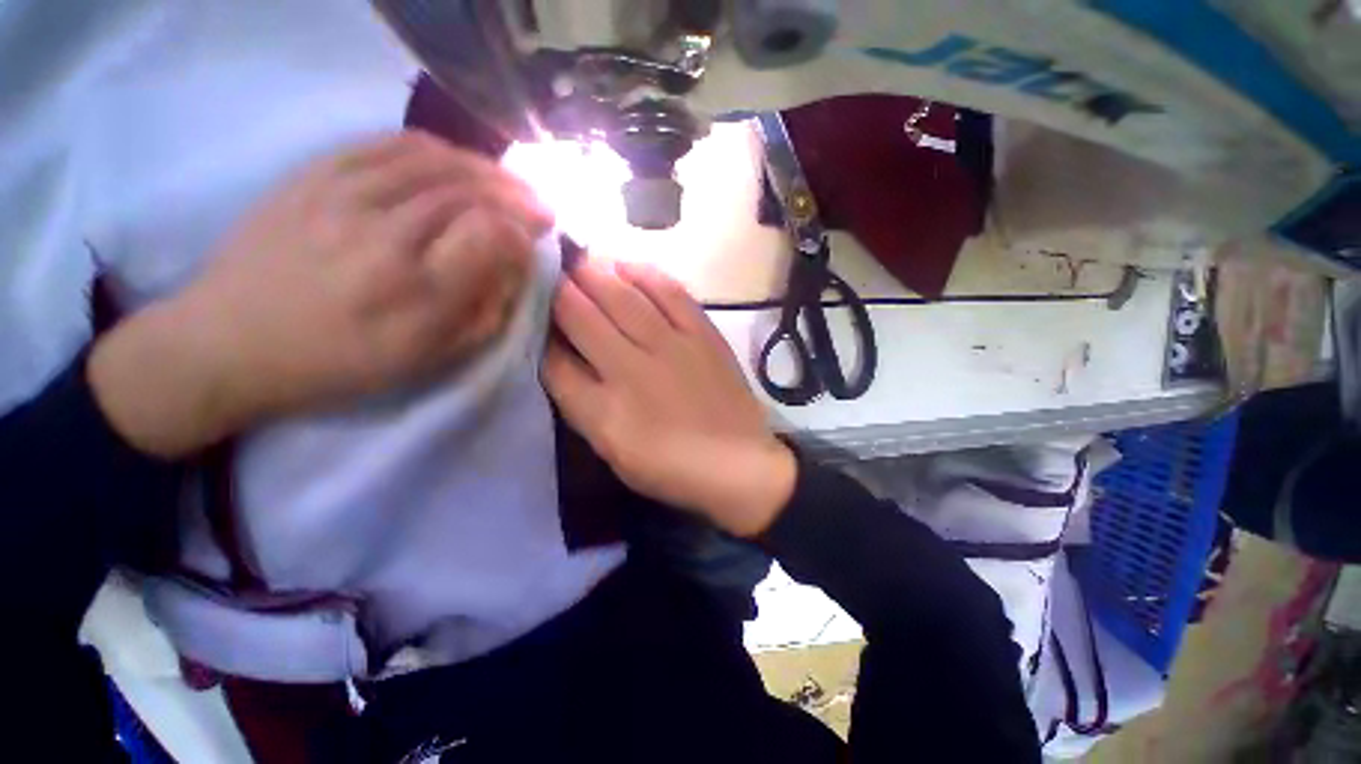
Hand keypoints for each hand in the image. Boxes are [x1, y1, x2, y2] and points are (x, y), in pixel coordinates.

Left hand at [91, 131, 551, 456]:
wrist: (228, 343)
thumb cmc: (340, 364)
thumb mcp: (432, 359)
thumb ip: (487, 312)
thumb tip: (515, 267)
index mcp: (418, 290)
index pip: (492, 234)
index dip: (522, 233)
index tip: (533, 242)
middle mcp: (386, 233)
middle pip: (471, 192)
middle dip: (517, 197)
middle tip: (540, 207)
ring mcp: (345, 194)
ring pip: (438, 162)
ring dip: (486, 170)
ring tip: (508, 183)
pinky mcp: (316, 174)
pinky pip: (390, 144)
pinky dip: (437, 149)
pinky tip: (457, 161)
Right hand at [542, 258, 796, 537]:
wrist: (736, 464)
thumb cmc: (670, 466)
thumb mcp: (612, 449)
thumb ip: (581, 403)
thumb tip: (558, 357)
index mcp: (604, 409)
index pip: (555, 358)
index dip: (539, 329)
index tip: (531, 309)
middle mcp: (632, 368)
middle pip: (584, 316)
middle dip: (560, 288)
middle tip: (549, 266)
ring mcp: (672, 346)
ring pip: (624, 297)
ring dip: (597, 273)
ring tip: (581, 258)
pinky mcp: (703, 335)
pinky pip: (671, 294)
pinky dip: (647, 275)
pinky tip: (629, 265)